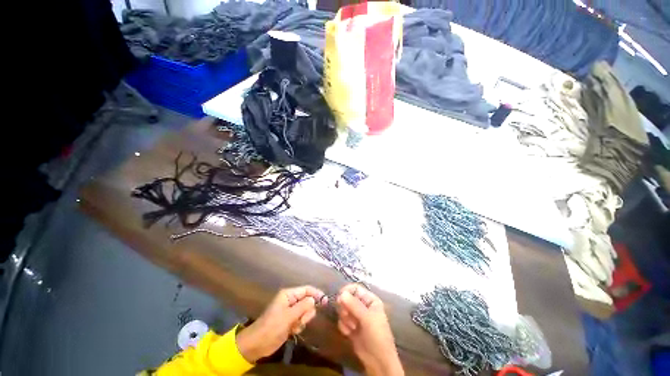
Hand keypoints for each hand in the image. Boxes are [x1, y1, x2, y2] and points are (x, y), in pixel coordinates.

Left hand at [236, 286, 324, 362]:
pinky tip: (292, 331)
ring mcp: (290, 311)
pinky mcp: (290, 321)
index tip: (325, 301)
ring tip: (294, 326)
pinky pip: (301, 320)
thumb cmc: (272, 326)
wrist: (258, 344)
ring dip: (302, 320)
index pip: (306, 289)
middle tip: (300, 320)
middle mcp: (290, 300)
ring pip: (305, 312)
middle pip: (307, 301)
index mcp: (288, 294)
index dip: (316, 293)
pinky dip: (299, 326)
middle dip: (306, 311)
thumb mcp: (289, 316)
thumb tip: (314, 299)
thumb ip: (303, 306)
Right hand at [336, 284, 403, 375]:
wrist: (378, 361)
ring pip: (343, 309)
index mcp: (370, 300)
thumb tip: (341, 293)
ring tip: (352, 327)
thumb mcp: (367, 319)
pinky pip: (341, 321)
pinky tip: (349, 334)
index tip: (339, 297)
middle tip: (348, 315)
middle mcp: (363, 306)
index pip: (355, 288)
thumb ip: (354, 305)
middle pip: (347, 298)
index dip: (347, 291)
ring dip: (345, 319)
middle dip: (346, 308)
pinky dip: (344, 327)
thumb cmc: (377, 336)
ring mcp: (356, 316)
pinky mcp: (350, 327)